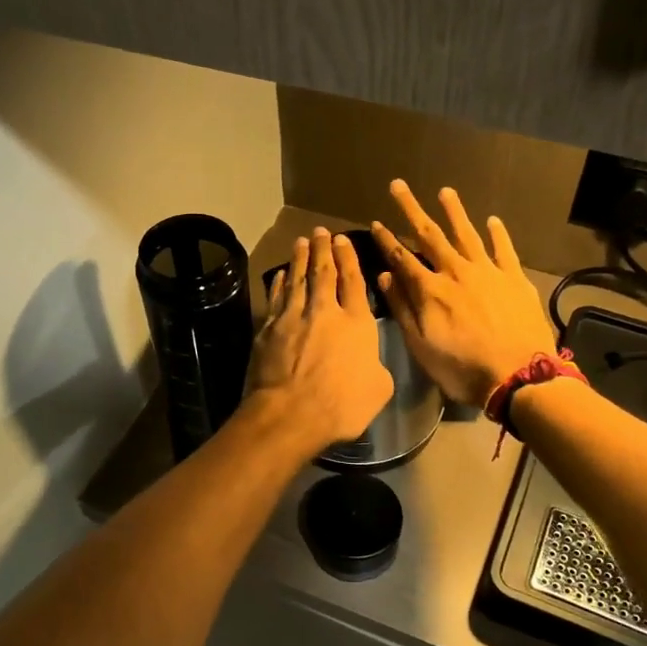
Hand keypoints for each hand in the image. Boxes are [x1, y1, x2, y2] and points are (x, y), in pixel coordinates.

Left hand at [245, 227, 393, 454]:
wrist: (290, 414)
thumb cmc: (342, 405)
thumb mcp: (379, 389)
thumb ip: (376, 366)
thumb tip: (369, 360)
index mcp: (356, 323)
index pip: (353, 281)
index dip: (349, 259)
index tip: (343, 241)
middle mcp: (324, 311)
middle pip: (323, 273)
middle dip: (323, 249)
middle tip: (320, 231)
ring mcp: (292, 317)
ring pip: (297, 279)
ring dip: (299, 258)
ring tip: (301, 241)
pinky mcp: (268, 330)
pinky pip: (276, 298)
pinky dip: (279, 284)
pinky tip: (280, 275)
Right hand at [370, 181, 556, 406]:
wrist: (518, 376)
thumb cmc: (463, 368)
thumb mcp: (422, 346)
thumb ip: (403, 309)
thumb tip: (386, 276)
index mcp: (430, 290)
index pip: (402, 258)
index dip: (386, 240)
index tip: (374, 222)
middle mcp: (456, 272)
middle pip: (430, 235)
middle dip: (412, 209)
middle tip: (399, 185)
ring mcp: (488, 272)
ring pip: (467, 234)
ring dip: (454, 212)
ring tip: (445, 191)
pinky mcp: (515, 279)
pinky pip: (504, 250)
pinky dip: (497, 234)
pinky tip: (492, 220)